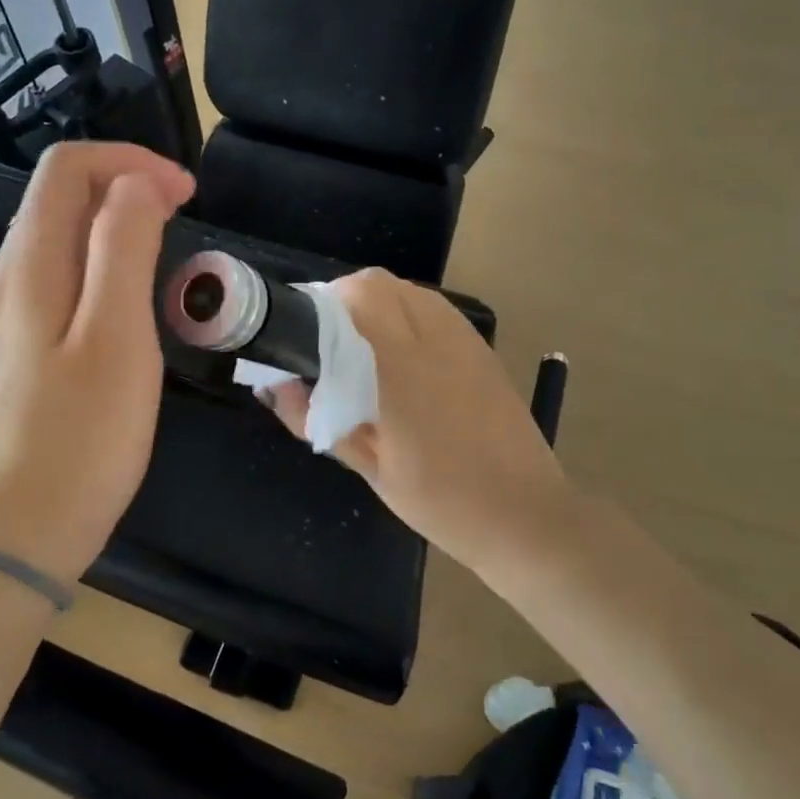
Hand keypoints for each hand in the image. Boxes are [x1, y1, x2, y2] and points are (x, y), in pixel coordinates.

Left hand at [0, 142, 194, 582]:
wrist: (14, 534)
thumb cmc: (78, 438)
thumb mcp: (116, 336)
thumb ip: (123, 247)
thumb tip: (136, 184)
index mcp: (30, 263)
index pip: (68, 167)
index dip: (129, 162)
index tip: (186, 193)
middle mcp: (9, 278)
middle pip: (59, 197)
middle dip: (124, 186)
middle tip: (184, 217)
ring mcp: (8, 317)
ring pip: (60, 240)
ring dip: (115, 226)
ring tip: (166, 254)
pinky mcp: (19, 352)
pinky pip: (59, 282)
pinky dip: (101, 267)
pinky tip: (129, 305)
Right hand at [264, 269, 571, 574]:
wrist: (524, 516)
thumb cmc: (440, 500)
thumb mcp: (370, 468)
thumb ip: (318, 420)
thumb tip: (275, 387)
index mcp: (403, 368)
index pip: (359, 297)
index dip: (323, 302)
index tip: (303, 331)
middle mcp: (436, 340)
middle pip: (381, 282)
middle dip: (345, 298)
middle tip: (328, 340)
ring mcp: (466, 341)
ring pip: (411, 290)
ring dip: (378, 303)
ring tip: (362, 346)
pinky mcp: (484, 351)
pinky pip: (437, 310)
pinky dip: (409, 315)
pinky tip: (402, 357)